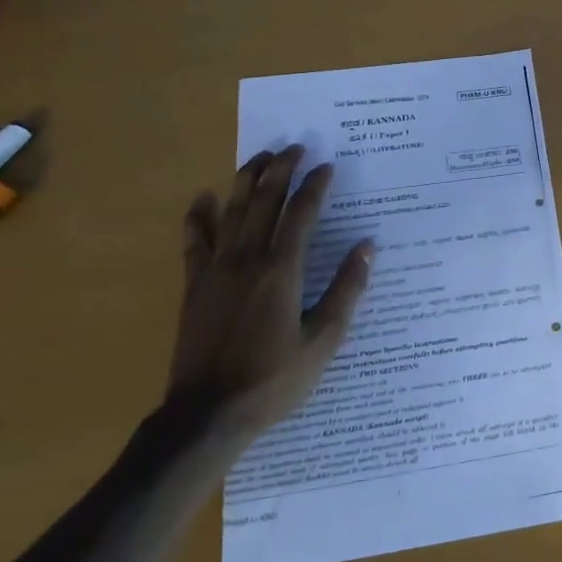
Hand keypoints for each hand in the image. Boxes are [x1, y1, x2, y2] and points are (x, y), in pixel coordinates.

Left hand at [166, 147, 372, 452]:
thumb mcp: (324, 340)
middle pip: (264, 201)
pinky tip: (203, 198)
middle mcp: (247, 259)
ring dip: (246, 180)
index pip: (301, 214)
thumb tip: (367, 247)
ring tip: (260, 157)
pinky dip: (198, 217)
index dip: (315, 186)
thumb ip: (346, 290)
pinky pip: (194, 242)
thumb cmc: (274, 380)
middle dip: (280, 169)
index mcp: (282, 270)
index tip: (327, 166)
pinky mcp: (194, 286)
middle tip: (294, 147)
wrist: (208, 414)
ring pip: (231, 212)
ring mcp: (215, 270)